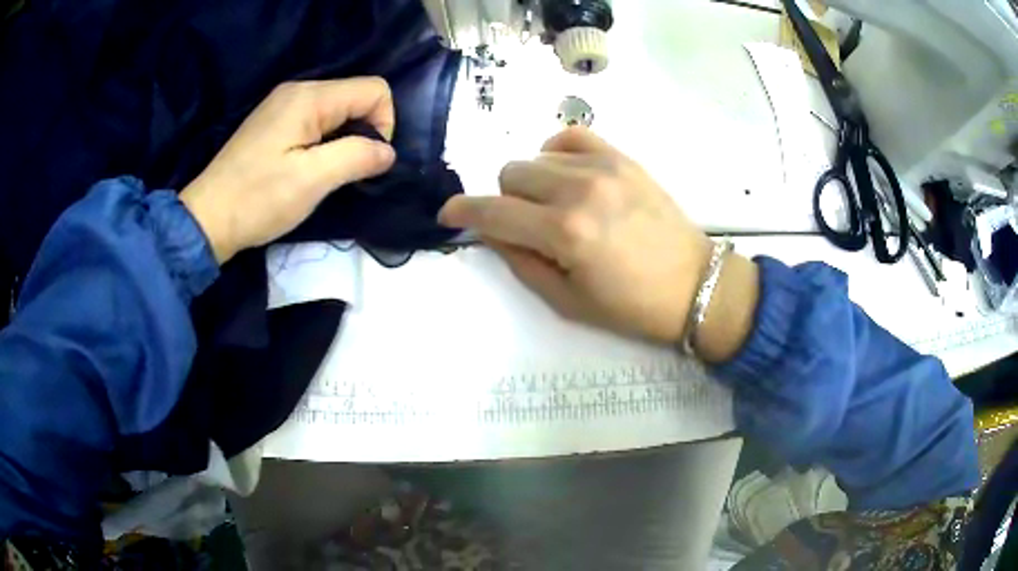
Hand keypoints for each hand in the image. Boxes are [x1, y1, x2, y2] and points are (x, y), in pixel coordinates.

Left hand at [180, 78, 396, 263]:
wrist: (206, 218)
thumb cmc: (257, 199)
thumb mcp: (313, 180)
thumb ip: (357, 157)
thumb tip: (388, 152)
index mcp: (309, 97)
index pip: (374, 90)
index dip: (383, 124)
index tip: (365, 161)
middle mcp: (298, 91)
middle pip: (356, 96)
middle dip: (363, 132)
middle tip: (343, 172)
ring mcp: (283, 105)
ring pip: (337, 110)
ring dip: (343, 140)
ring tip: (324, 173)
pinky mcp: (274, 122)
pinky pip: (316, 120)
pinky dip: (324, 141)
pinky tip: (307, 167)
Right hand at [439, 127, 712, 343]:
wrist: (694, 284)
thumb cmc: (630, 306)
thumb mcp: (565, 301)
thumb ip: (519, 260)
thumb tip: (491, 230)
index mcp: (564, 233)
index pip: (493, 210)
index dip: (462, 210)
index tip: (448, 214)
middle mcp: (579, 190)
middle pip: (510, 175)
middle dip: (506, 202)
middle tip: (528, 226)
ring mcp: (603, 167)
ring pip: (537, 158)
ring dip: (534, 183)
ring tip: (557, 207)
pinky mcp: (623, 158)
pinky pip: (571, 136)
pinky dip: (557, 153)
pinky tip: (568, 175)